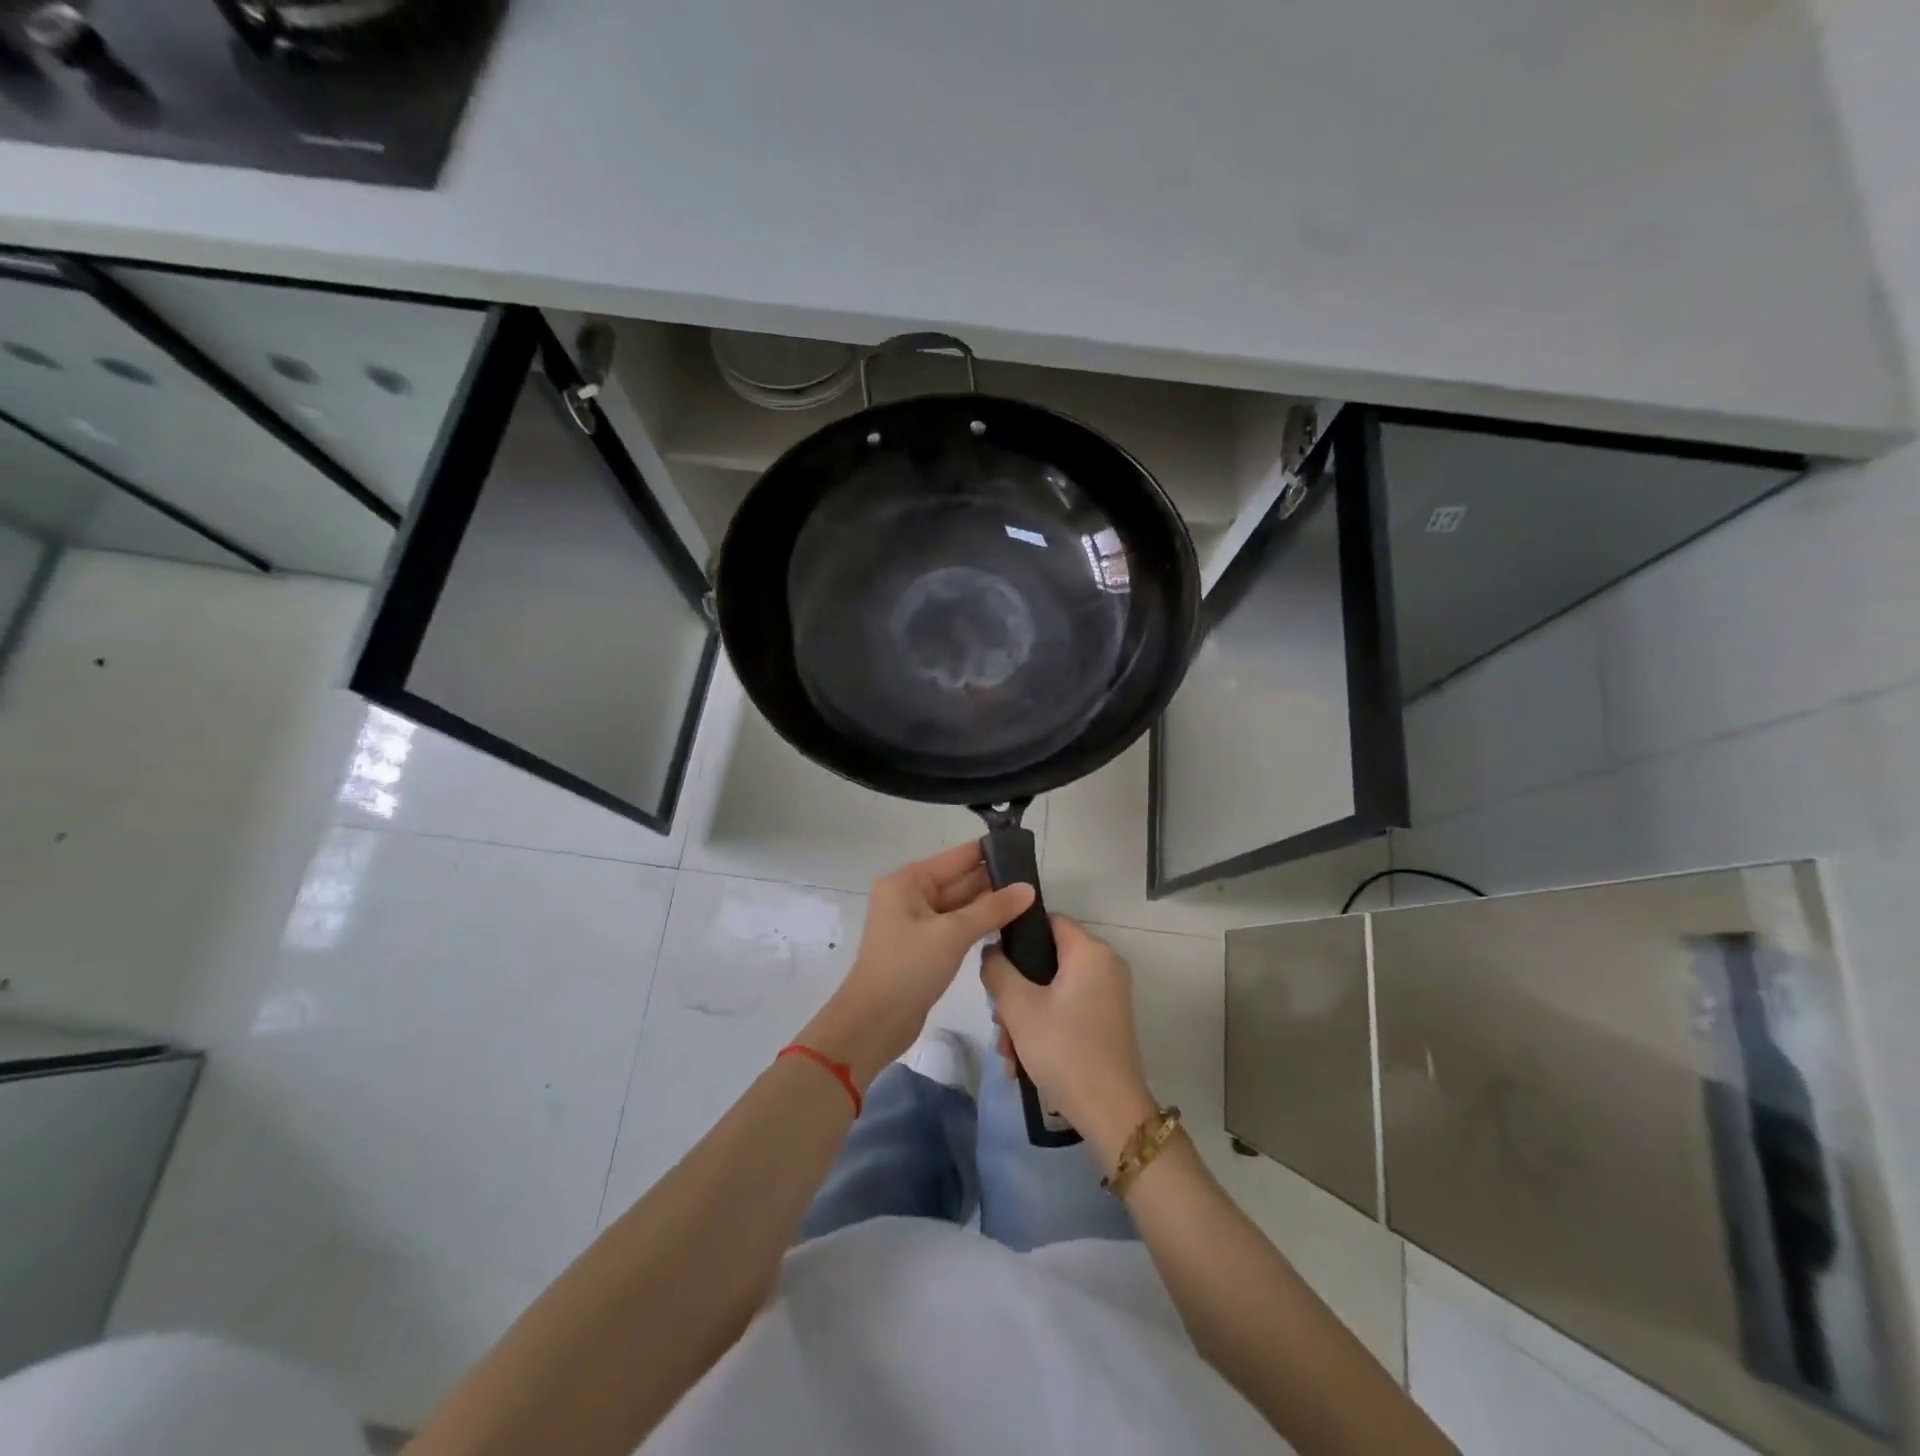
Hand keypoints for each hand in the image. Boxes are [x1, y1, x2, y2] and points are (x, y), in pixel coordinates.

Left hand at [800, 842, 1034, 1089]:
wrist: (873, 1022)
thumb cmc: (908, 968)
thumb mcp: (952, 934)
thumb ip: (992, 909)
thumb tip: (1028, 888)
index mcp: (908, 882)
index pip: (956, 857)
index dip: (989, 852)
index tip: (1024, 849)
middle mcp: (909, 896)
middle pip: (958, 880)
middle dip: (993, 880)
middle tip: (1035, 880)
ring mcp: (915, 923)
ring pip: (958, 905)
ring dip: (988, 904)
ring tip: (1029, 900)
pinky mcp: (922, 947)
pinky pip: (954, 927)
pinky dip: (977, 925)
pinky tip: (1006, 925)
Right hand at [981, 915, 1157, 1163]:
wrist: (1110, 1113)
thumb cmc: (1064, 1049)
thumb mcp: (1018, 1007)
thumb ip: (997, 970)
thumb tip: (991, 951)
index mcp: (1090, 951)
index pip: (1047, 920)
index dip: (1016, 934)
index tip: (992, 960)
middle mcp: (1105, 965)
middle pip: (1047, 959)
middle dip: (1015, 988)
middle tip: (997, 1018)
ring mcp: (1108, 995)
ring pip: (1052, 989)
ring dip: (1024, 1014)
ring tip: (1007, 1049)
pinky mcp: (1106, 1021)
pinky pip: (1067, 1009)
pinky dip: (1043, 1026)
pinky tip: (1022, 1060)